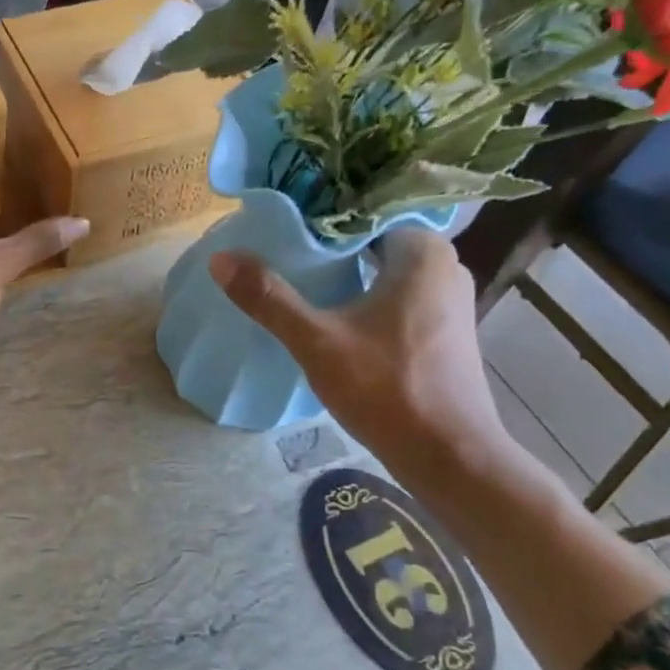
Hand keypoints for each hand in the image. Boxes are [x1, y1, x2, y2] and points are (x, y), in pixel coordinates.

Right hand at [209, 229, 510, 481]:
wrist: (449, 457)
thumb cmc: (387, 390)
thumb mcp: (317, 341)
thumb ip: (269, 298)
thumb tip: (220, 259)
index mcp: (423, 253)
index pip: (365, 212)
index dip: (321, 218)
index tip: (283, 226)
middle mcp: (445, 267)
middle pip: (374, 242)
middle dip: (331, 246)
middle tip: (283, 250)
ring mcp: (449, 301)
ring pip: (387, 271)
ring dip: (348, 274)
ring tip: (300, 277)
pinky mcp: (445, 331)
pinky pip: (399, 296)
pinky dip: (367, 297)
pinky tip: (335, 312)